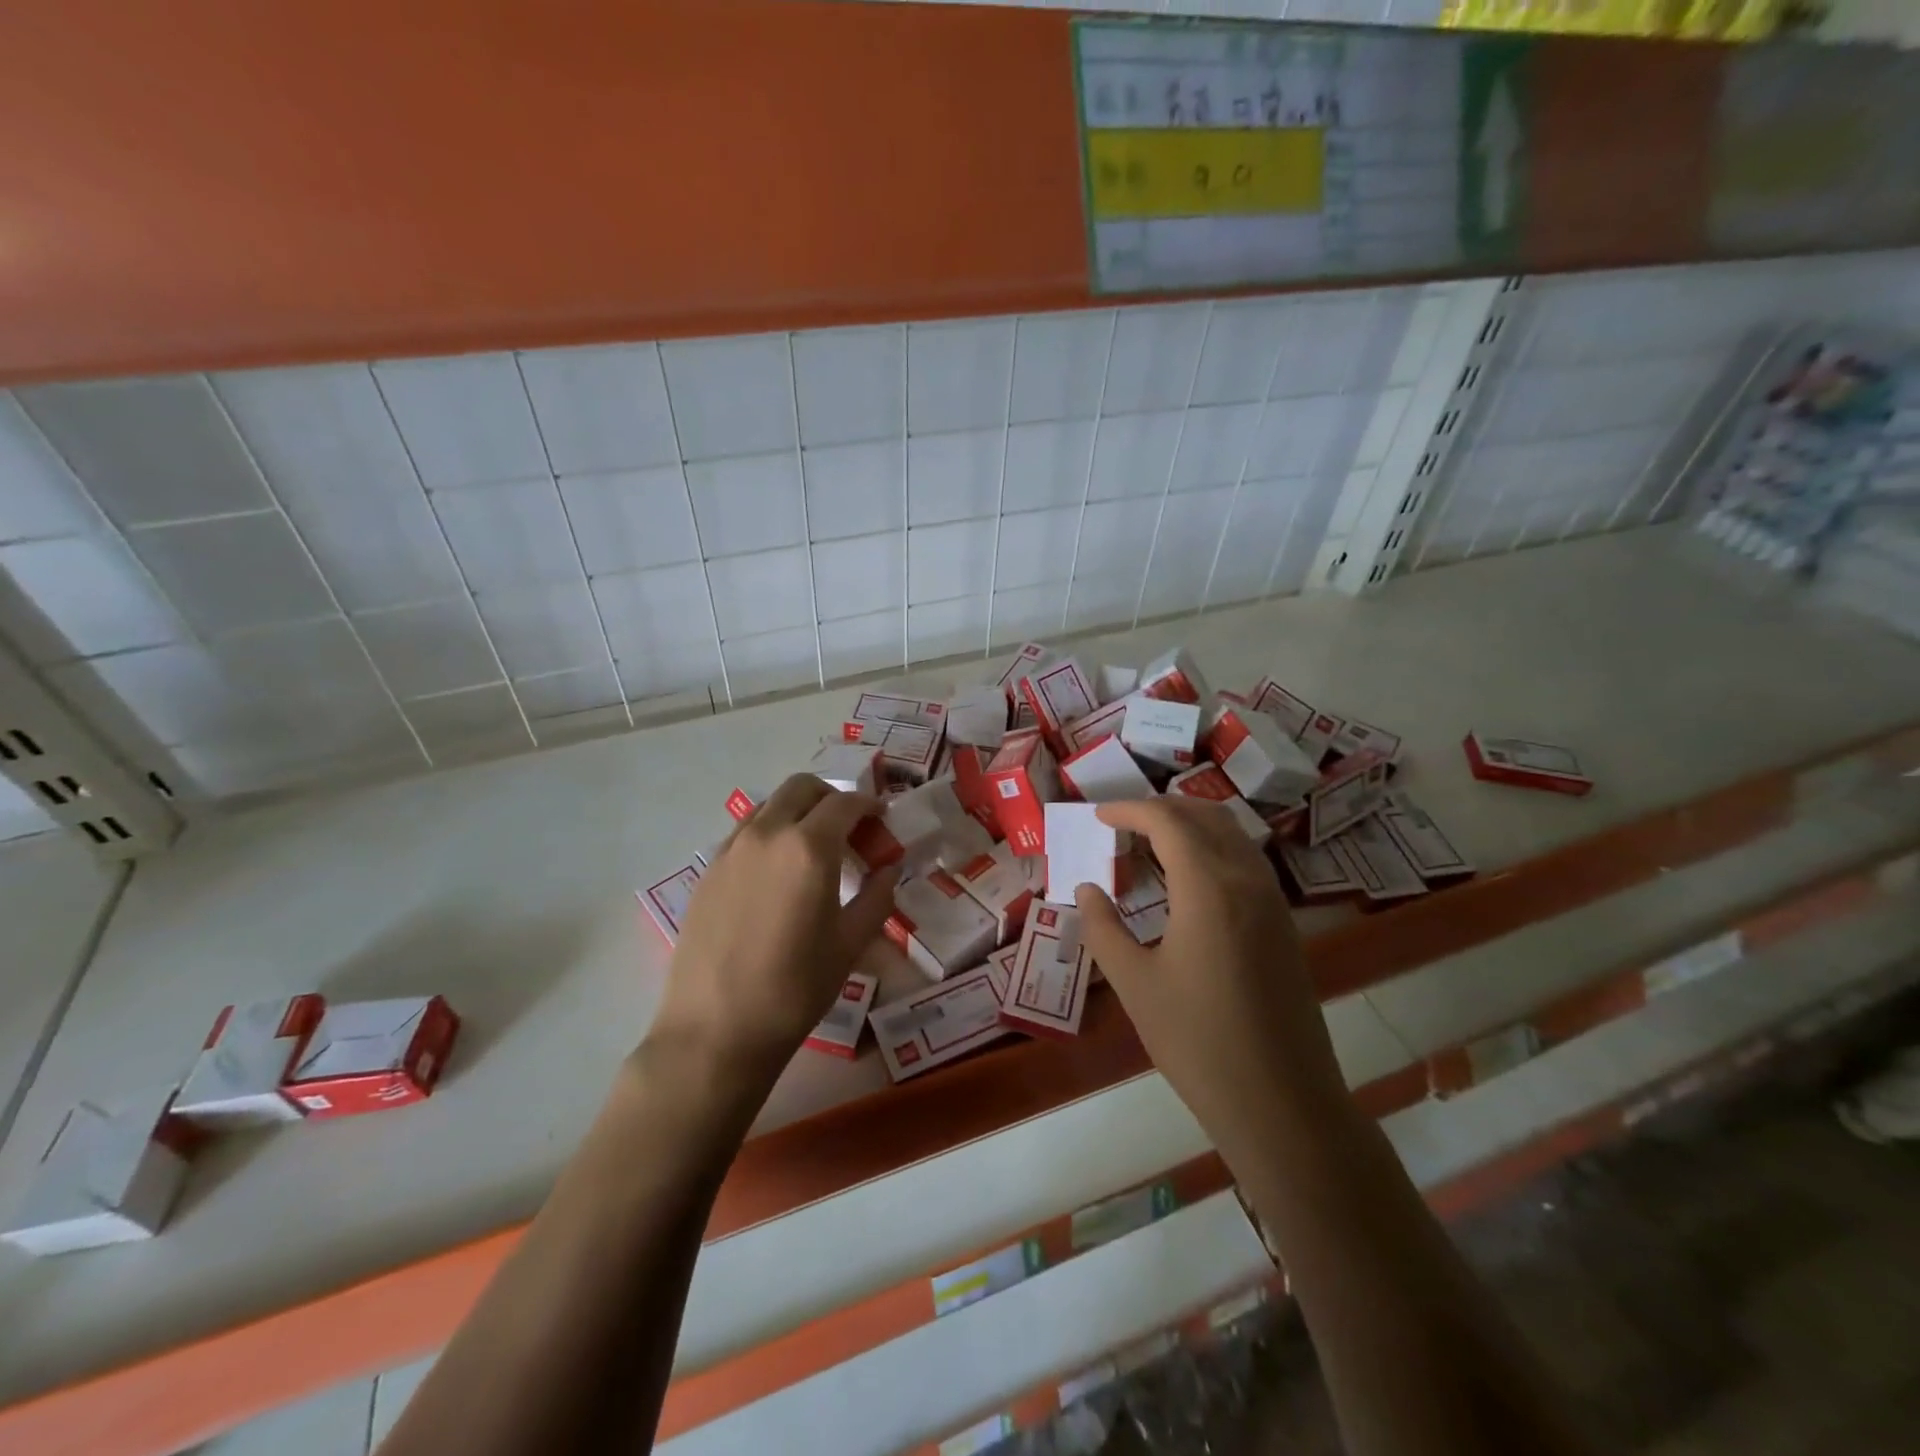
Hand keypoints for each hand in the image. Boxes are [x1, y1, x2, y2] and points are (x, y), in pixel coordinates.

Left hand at [651, 774, 898, 1088]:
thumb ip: (877, 896)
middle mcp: (768, 834)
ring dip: (799, 811)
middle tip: (850, 830)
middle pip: (803, 788)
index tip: (882, 821)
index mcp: (809, 848)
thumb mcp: (850, 944)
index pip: (846, 803)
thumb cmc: (794, 989)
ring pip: (771, 805)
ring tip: (814, 850)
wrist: (714, 1030)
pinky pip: (746, 831)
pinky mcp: (709, 869)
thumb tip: (889, 868)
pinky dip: (771, 832)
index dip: (870, 806)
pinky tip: (778, 873)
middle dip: (832, 798)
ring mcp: (732, 849)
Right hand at [1075, 798, 1350, 1165]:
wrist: (1282, 1103)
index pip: (1167, 822)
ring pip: (1232, 835)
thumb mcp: (1135, 984)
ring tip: (1150, 844)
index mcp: (1209, 888)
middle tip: (1122, 824)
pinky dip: (1212, 850)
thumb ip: (1103, 928)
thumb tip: (1087, 890)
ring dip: (1191, 826)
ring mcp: (1273, 902)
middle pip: (1206, 816)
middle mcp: (1247, 881)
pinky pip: (1246, 862)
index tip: (1098, 816)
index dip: (1129, 810)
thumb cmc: (1198, 1042)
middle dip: (1162, 809)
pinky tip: (1188, 881)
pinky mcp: (1284, 926)